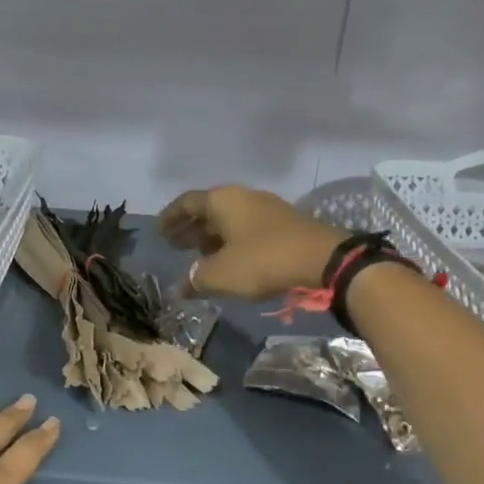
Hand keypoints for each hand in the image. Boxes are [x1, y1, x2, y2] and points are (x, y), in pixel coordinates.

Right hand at [158, 186, 345, 299]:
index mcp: (222, 200)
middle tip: (175, 245)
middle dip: (190, 228)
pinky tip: (229, 260)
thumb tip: (182, 286)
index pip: (186, 202)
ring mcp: (265, 208)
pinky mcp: (283, 224)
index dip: (170, 217)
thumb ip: (195, 278)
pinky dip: (231, 241)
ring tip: (199, 256)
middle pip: (208, 209)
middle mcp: (242, 197)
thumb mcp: (220, 275)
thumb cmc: (262, 261)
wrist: (323, 260)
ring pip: (229, 219)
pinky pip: (246, 228)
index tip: (159, 233)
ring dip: (211, 236)